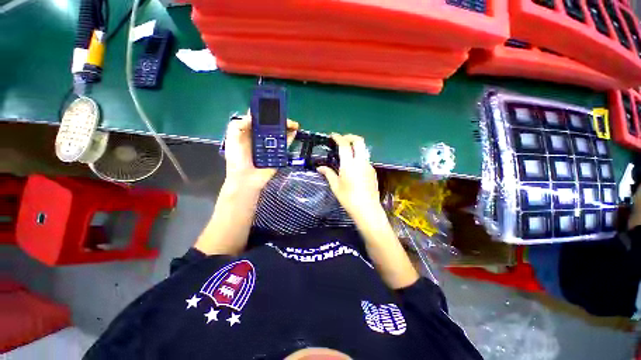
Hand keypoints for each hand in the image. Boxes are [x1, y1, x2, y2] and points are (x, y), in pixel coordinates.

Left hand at [224, 112, 298, 190]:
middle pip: (271, 125)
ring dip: (287, 127)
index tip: (272, 105)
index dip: (264, 111)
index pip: (258, 118)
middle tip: (285, 115)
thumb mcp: (232, 139)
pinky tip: (294, 131)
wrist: (246, 179)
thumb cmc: (237, 159)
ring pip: (280, 133)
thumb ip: (238, 125)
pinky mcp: (277, 154)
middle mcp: (261, 137)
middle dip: (279, 119)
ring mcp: (270, 146)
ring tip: (294, 123)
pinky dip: (290, 137)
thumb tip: (253, 116)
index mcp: (249, 132)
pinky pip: (285, 144)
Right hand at [317, 134, 382, 221]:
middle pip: (359, 141)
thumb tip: (319, 168)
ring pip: (363, 149)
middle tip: (342, 139)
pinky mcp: (373, 171)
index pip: (345, 145)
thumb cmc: (349, 199)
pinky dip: (359, 155)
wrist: (368, 210)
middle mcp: (361, 162)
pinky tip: (353, 165)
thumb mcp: (336, 186)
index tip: (333, 135)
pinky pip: (365, 158)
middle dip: (350, 136)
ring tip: (347, 151)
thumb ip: (328, 174)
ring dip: (355, 146)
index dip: (338, 137)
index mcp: (349, 164)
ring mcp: (369, 166)